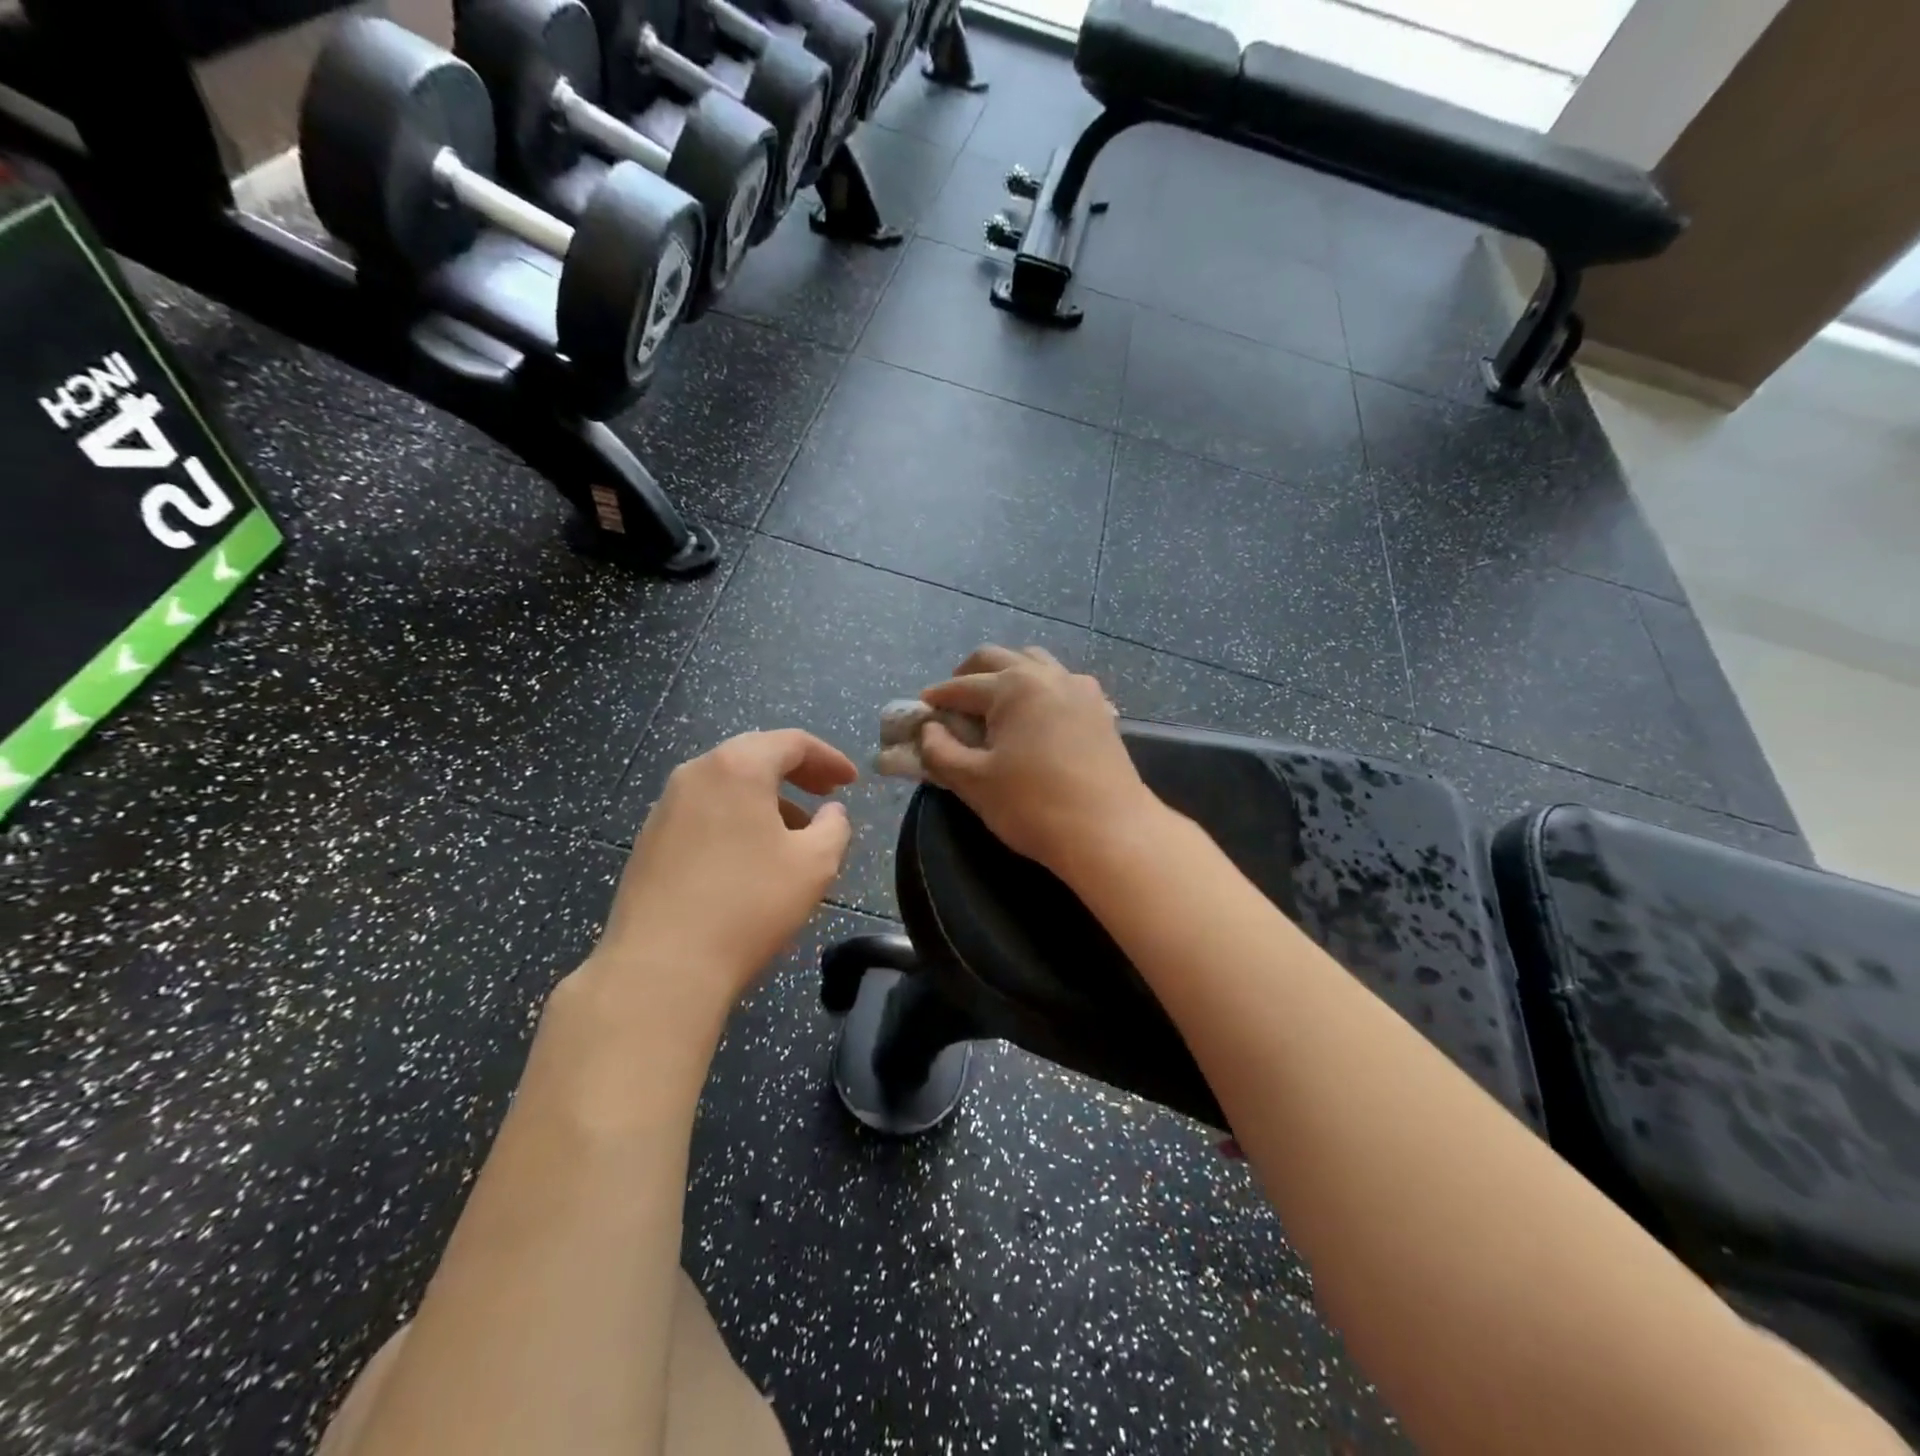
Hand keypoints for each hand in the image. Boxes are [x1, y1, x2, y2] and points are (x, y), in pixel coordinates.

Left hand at [587, 730, 857, 1022]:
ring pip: (727, 786)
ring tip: (794, 832)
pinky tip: (750, 857)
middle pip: (754, 756)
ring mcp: (665, 807)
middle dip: (796, 773)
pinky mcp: (649, 841)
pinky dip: (736, 819)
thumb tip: (831, 813)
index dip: (829, 758)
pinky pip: (703, 812)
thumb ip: (834, 828)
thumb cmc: (749, 904)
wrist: (661, 966)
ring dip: (766, 799)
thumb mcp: (815, 864)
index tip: (851, 782)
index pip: (792, 742)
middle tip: (826, 793)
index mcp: (737, 767)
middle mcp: (695, 773)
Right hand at [919, 645, 1159, 875]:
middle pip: (997, 659)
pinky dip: (1040, 689)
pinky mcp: (1100, 709)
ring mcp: (1079, 688)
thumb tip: (930, 729)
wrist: (1110, 831)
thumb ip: (940, 751)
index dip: (936, 699)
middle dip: (968, 676)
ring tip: (993, 706)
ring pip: (1034, 663)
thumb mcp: (974, 782)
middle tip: (952, 705)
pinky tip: (1036, 717)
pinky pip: (1062, 683)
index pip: (961, 686)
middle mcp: (1047, 675)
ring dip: (1006, 675)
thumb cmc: (1034, 806)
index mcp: (1013, 686)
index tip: (919, 713)